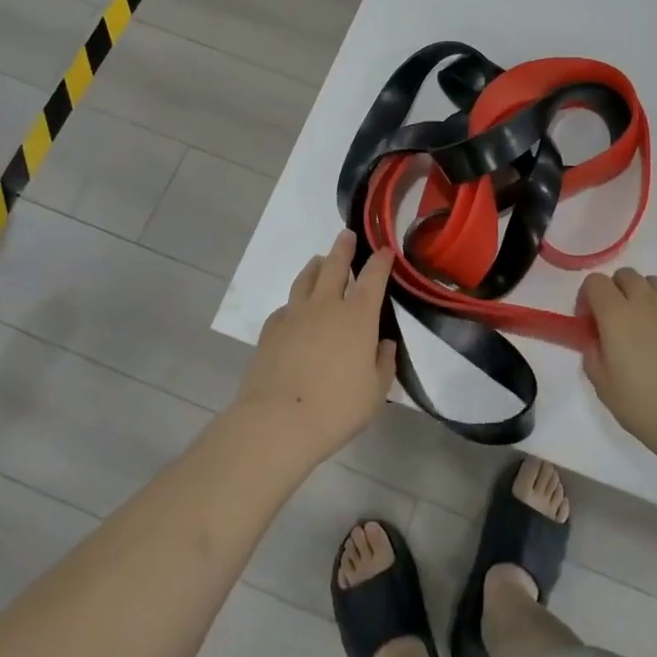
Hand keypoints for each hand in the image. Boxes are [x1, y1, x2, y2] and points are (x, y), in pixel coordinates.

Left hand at [232, 231, 396, 469]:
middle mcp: (326, 305)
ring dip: (315, 266)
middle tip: (346, 235)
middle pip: (334, 265)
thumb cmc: (336, 408)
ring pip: (306, 278)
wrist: (278, 421)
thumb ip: (383, 363)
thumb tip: (383, 344)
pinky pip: (286, 306)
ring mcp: (295, 314)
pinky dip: (294, 302)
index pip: (373, 277)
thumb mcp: (376, 392)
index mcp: (358, 316)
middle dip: (343, 248)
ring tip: (319, 260)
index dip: (381, 261)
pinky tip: (294, 309)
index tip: (385, 250)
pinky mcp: (271, 329)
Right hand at [581, 268, 656, 473]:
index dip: (588, 299)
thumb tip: (599, 340)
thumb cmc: (647, 408)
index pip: (594, 282)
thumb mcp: (603, 387)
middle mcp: (646, 300)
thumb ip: (593, 354)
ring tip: (653, 328)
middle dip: (617, 294)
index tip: (592, 324)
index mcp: (616, 314)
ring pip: (655, 283)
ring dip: (647, 298)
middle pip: (625, 276)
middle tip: (620, 325)